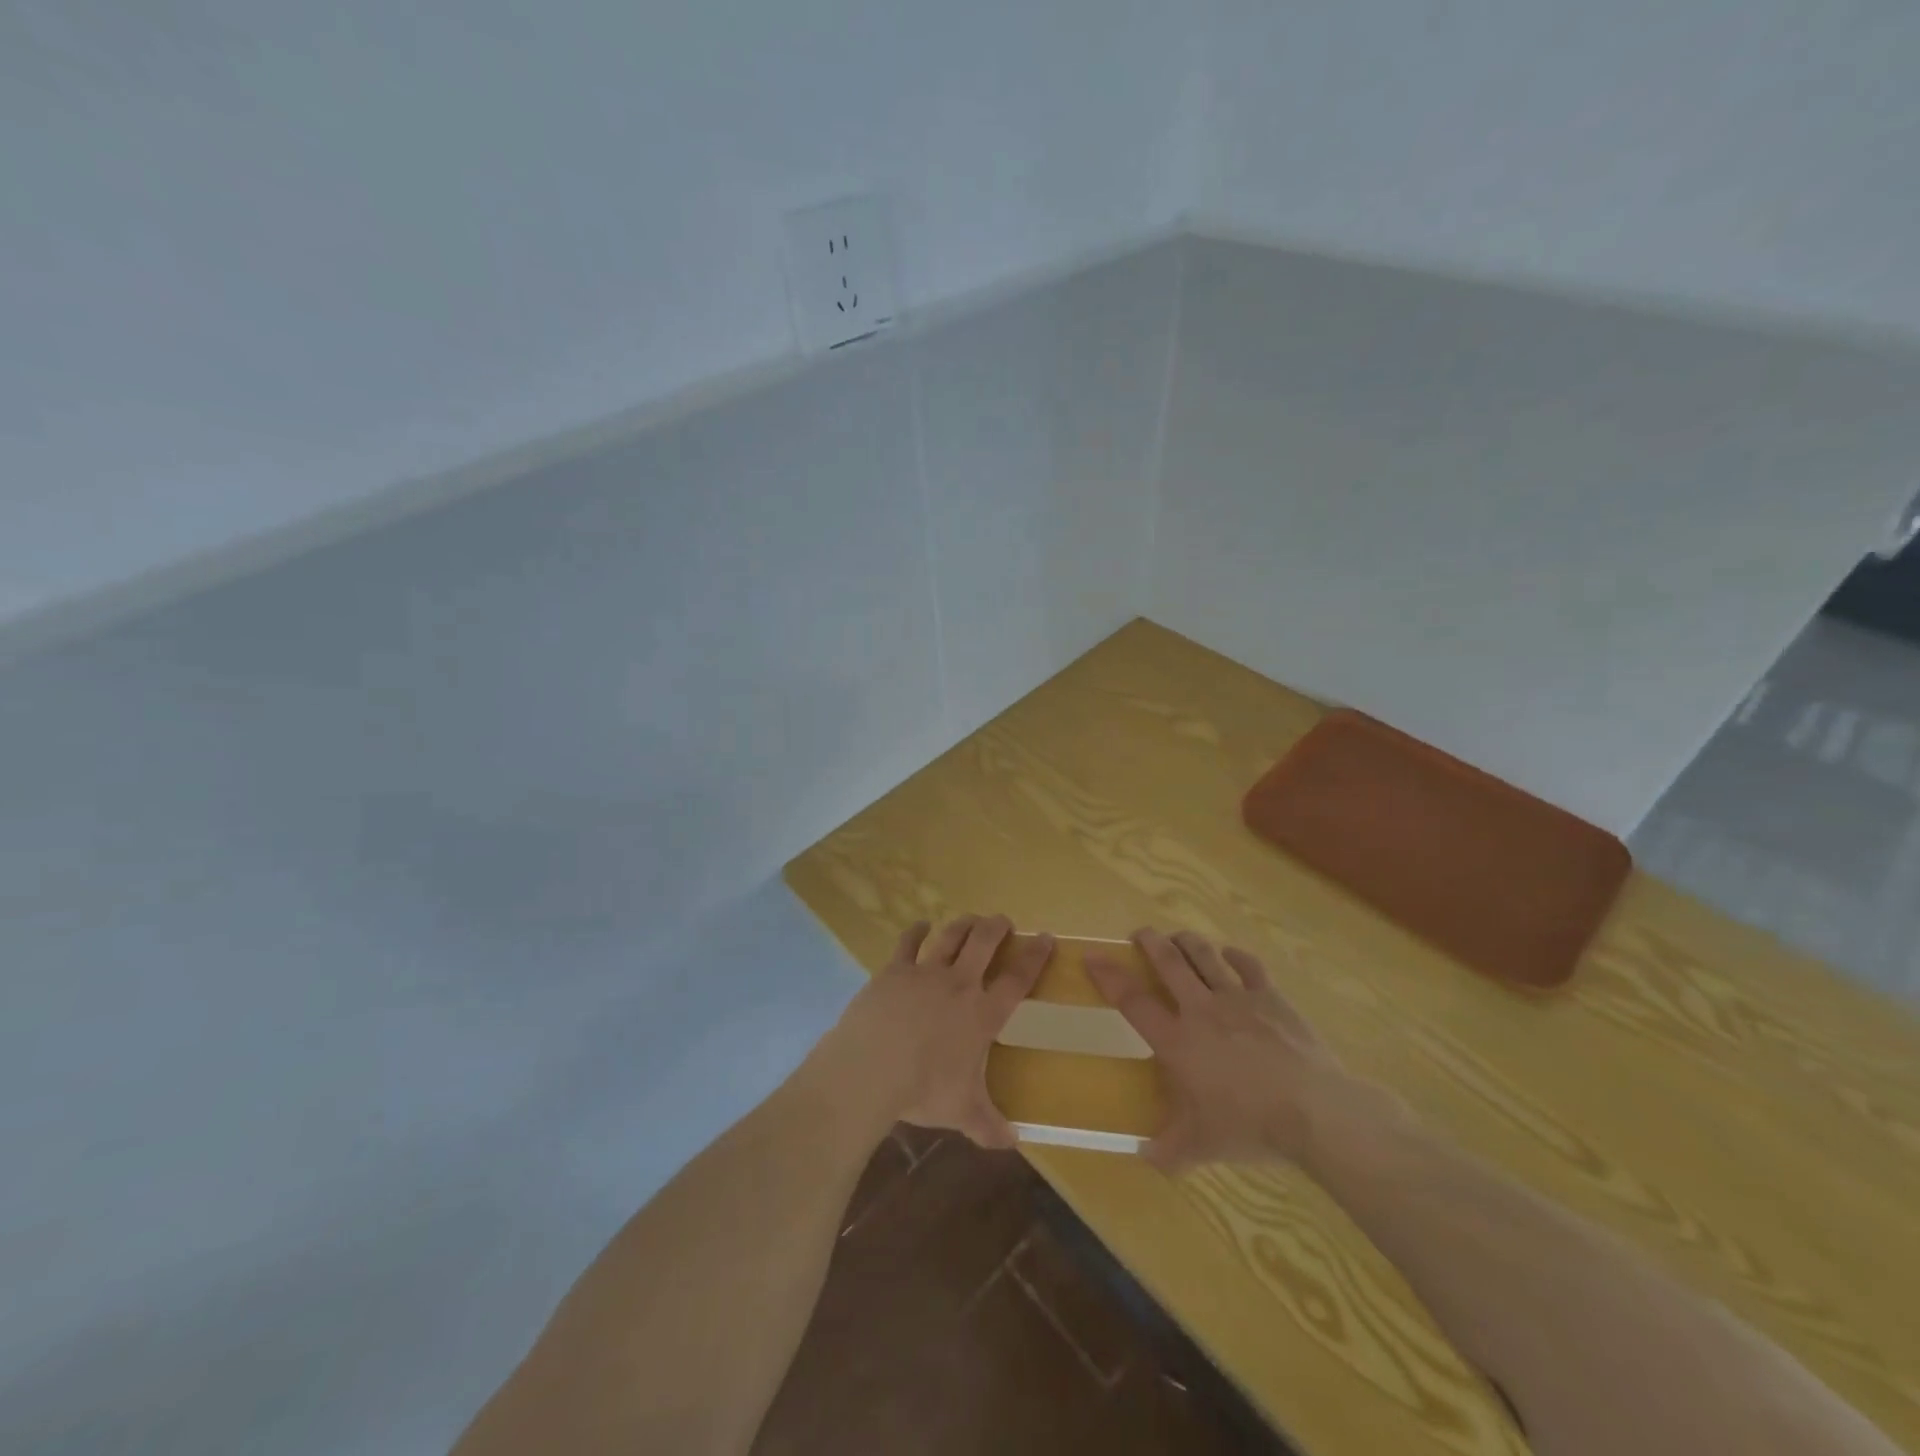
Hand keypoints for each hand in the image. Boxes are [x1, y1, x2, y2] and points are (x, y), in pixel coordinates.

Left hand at [819, 914, 1052, 1148]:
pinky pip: (908, 942)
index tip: (1045, 937)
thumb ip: (989, 1126)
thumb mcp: (962, 1112)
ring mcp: (925, 972)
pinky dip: (916, 930)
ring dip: (964, 924)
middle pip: (984, 942)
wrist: (871, 1068)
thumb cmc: (923, 1089)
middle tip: (1003, 921)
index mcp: (982, 1014)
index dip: (1035, 956)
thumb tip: (1014, 1143)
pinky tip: (920, 925)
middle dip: (997, 927)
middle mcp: (958, 984)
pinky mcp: (894, 970)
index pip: (1017, 979)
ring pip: (950, 936)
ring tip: (972, 919)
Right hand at [1087, 928, 1374, 1171]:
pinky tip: (1231, 955)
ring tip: (1179, 937)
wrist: (1313, 1110)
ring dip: (1188, 942)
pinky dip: (1236, 956)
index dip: (1108, 976)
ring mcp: (1238, 998)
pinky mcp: (1271, 997)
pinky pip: (1249, 966)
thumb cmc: (1249, 1126)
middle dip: (1150, 942)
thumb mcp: (1201, 1146)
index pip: (1132, 1001)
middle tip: (1140, 933)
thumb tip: (1142, 1157)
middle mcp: (1201, 1010)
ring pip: (1205, 956)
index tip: (1092, 956)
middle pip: (1169, 963)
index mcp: (1177, 1041)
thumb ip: (1168, 1150)